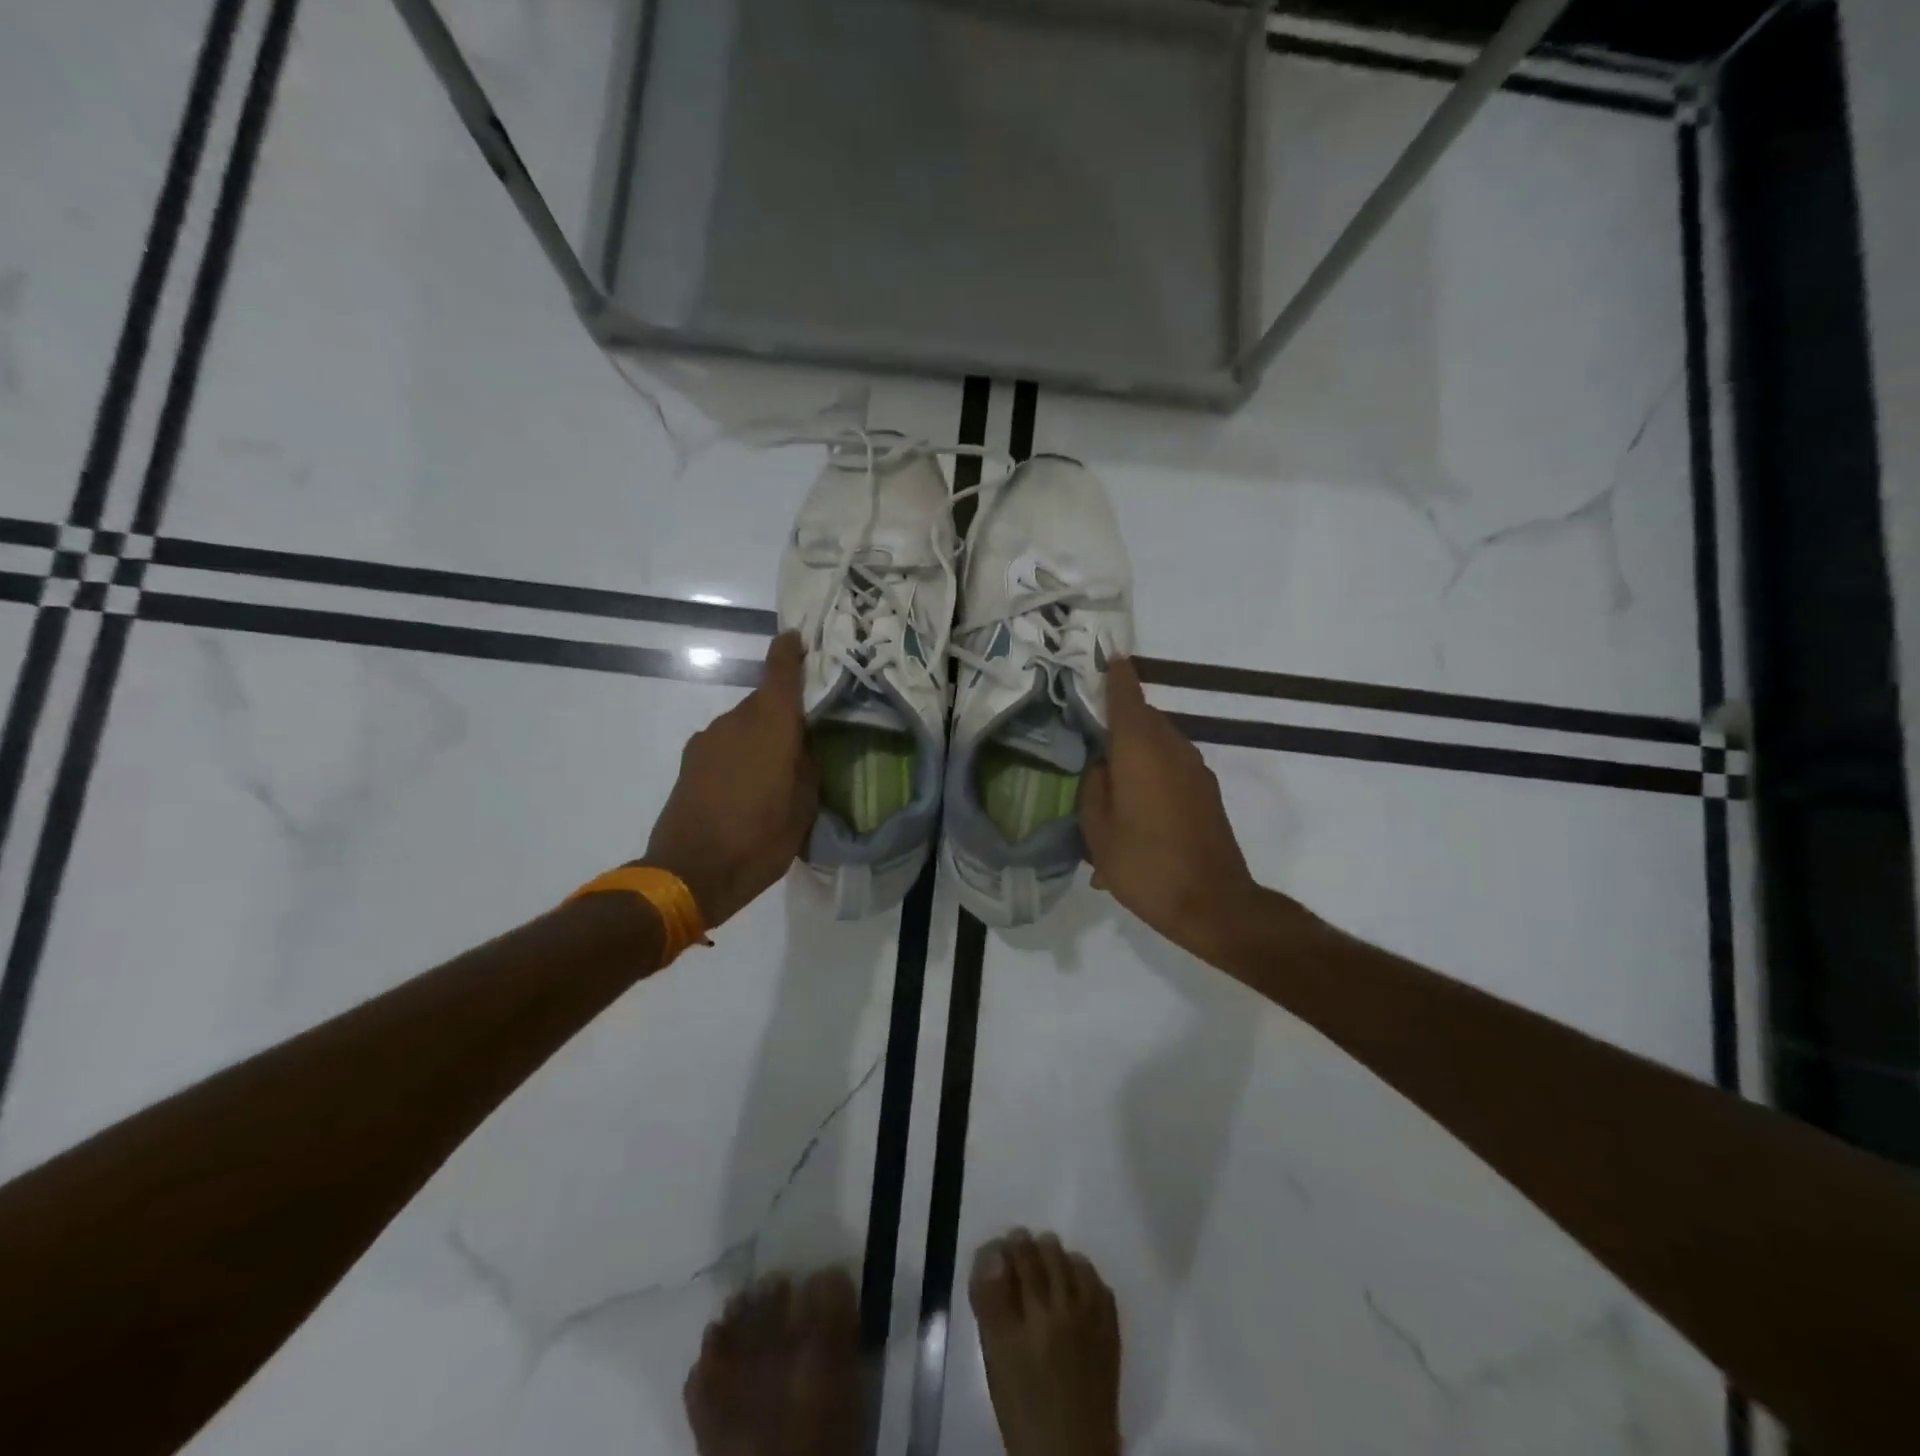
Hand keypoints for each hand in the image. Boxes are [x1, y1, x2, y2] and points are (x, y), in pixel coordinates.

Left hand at [643, 633, 818, 928]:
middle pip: (764, 702)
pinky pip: (725, 744)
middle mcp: (736, 721)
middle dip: (783, 714)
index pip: (780, 673)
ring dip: (760, 738)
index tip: (796, 638)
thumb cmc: (758, 841)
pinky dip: (740, 754)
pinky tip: (746, 787)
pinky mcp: (690, 761)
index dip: (789, 652)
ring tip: (774, 773)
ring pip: (743, 724)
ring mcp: (708, 740)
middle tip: (804, 740)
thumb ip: (807, 766)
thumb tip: (803, 745)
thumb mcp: (803, 808)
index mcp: (771, 727)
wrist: (688, 873)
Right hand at [1080, 658, 1263, 959]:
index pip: (1127, 699)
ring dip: (1137, 742)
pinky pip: (1172, 762)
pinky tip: (1136, 797)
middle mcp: (1172, 749)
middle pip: (1145, 717)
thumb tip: (1103, 766)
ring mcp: (1195, 769)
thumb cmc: (1146, 866)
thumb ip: (1094, 789)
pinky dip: (1152, 765)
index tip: (1109, 657)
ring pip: (1160, 739)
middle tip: (1092, 720)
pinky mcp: (1206, 791)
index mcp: (1140, 751)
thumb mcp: (1098, 832)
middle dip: (1121, 711)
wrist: (1213, 903)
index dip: (1116, 677)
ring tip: (1110, 764)